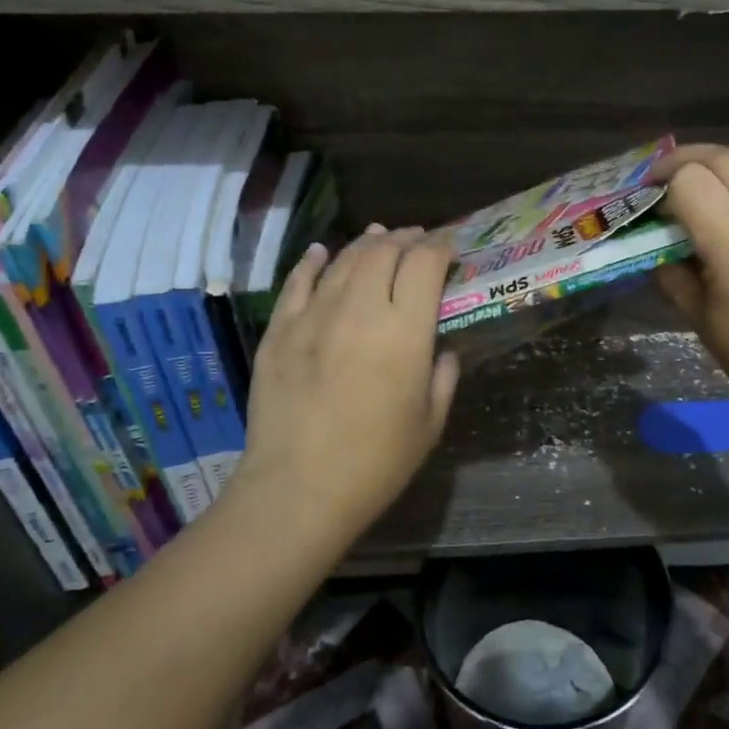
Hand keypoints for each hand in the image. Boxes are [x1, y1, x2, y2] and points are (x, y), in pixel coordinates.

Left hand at [229, 226, 458, 545]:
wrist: (298, 489)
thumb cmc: (376, 463)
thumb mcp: (430, 423)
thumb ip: (444, 377)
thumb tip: (442, 349)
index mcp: (403, 331)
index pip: (425, 263)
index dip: (441, 246)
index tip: (449, 247)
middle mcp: (359, 310)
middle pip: (383, 251)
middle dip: (406, 238)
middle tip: (417, 240)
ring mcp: (313, 316)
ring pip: (343, 260)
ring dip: (366, 244)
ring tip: (379, 238)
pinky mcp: (279, 330)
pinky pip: (297, 282)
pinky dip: (313, 261)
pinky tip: (321, 252)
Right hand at [652, 145, 728, 440]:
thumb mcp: (703, 323)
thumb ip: (674, 275)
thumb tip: (659, 248)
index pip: (692, 180)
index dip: (663, 180)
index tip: (647, 196)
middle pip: (727, 158)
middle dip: (688, 159)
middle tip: (664, 179)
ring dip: (722, 188)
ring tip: (705, 223)